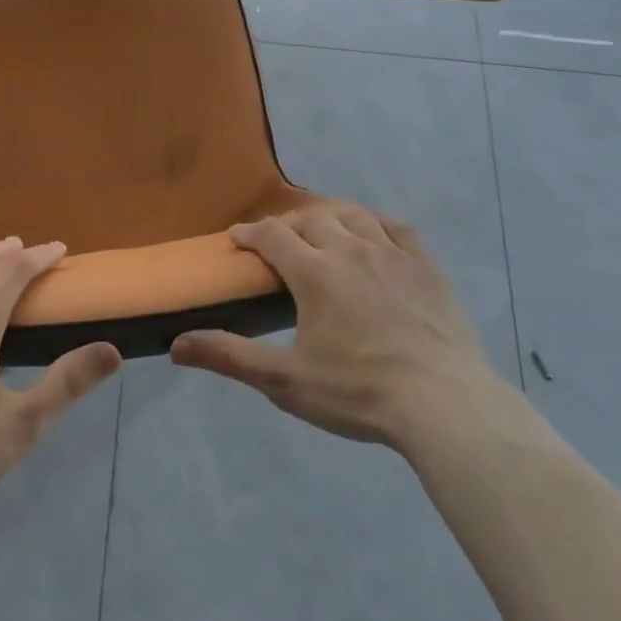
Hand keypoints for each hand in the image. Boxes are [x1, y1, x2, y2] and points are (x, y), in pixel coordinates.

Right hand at [171, 203, 504, 450]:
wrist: (444, 404)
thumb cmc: (358, 393)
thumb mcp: (285, 381)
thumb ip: (230, 357)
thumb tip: (176, 345)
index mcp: (315, 273)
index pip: (273, 235)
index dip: (250, 232)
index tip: (236, 237)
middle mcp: (351, 250)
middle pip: (312, 218)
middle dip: (287, 224)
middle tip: (277, 241)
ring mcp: (393, 255)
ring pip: (354, 216)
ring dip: (329, 217)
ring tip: (321, 230)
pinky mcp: (427, 267)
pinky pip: (397, 228)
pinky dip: (376, 224)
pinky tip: (373, 236)